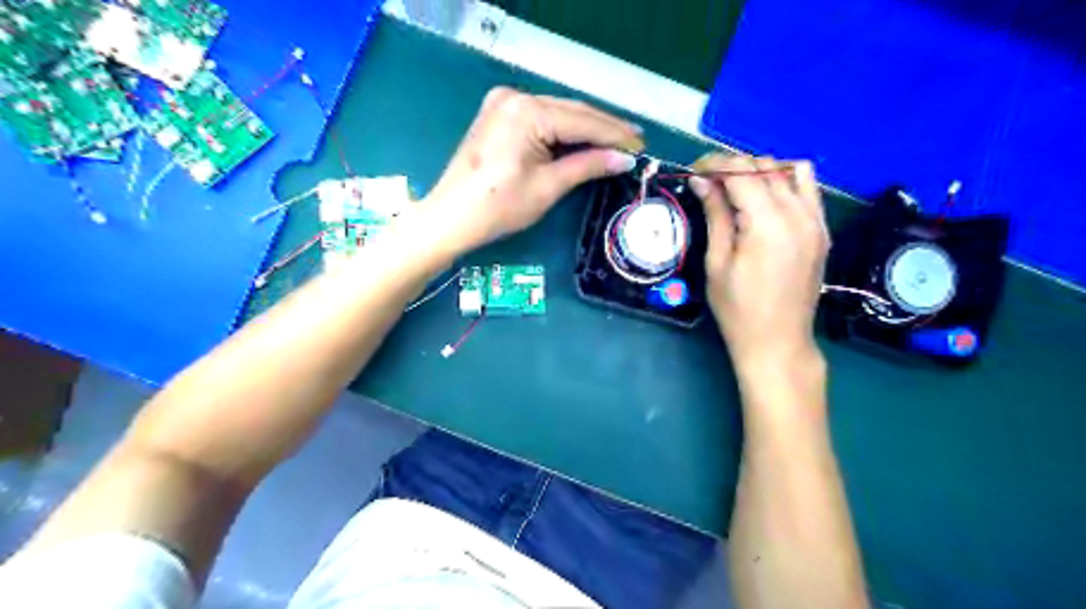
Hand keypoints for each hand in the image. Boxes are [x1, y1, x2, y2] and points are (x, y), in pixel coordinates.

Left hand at [417, 86, 637, 252]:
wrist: (450, 218)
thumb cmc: (499, 207)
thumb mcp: (548, 187)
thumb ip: (587, 165)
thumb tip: (624, 159)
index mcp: (527, 111)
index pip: (583, 121)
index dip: (615, 135)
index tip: (642, 146)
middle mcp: (515, 96)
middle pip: (571, 111)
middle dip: (604, 128)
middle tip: (636, 141)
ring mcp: (504, 103)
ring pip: (558, 113)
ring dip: (586, 127)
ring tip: (618, 140)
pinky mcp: (499, 114)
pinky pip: (541, 117)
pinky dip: (564, 129)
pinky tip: (584, 138)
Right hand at [690, 154, 827, 378]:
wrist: (778, 342)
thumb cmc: (738, 309)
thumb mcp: (718, 262)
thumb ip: (716, 216)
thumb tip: (702, 182)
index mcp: (768, 222)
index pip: (741, 172)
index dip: (714, 165)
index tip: (693, 172)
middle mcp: (798, 213)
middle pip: (765, 166)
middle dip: (733, 166)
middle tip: (707, 183)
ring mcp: (816, 221)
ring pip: (791, 171)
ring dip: (761, 171)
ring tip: (738, 189)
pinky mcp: (822, 231)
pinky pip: (809, 189)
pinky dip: (786, 182)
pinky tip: (767, 200)